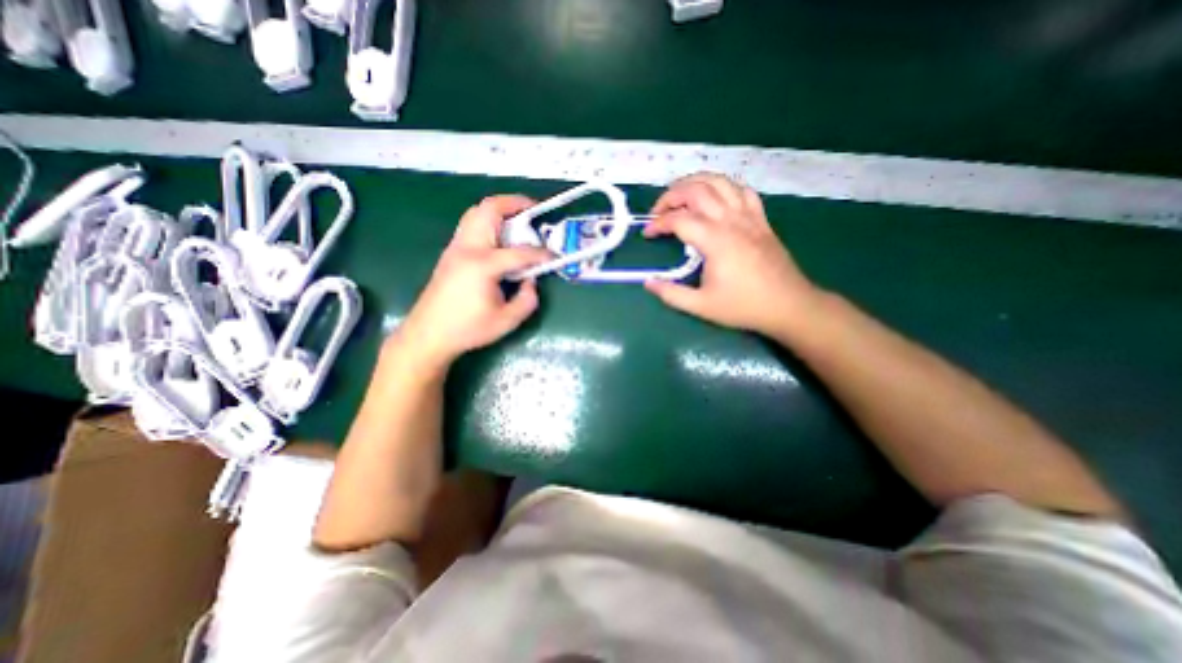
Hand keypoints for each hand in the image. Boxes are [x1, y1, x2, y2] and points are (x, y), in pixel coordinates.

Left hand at [390, 194, 550, 371]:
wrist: (428, 334)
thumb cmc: (468, 329)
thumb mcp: (507, 321)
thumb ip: (527, 299)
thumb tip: (532, 280)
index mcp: (483, 265)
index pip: (520, 252)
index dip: (541, 254)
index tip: (554, 257)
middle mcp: (468, 248)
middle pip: (490, 210)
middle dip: (515, 203)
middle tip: (534, 210)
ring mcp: (455, 247)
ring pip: (477, 212)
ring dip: (500, 210)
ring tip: (518, 220)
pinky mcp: (451, 252)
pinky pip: (471, 223)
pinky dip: (488, 220)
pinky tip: (500, 238)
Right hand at [646, 171, 824, 337]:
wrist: (788, 305)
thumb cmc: (743, 306)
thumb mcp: (701, 306)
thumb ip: (671, 294)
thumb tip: (648, 283)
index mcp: (714, 240)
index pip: (678, 219)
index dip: (658, 223)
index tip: (647, 234)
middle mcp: (730, 220)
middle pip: (696, 190)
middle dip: (671, 196)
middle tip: (658, 212)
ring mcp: (749, 216)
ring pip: (720, 182)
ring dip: (695, 183)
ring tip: (681, 197)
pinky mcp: (761, 219)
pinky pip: (742, 191)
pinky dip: (724, 188)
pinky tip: (716, 199)